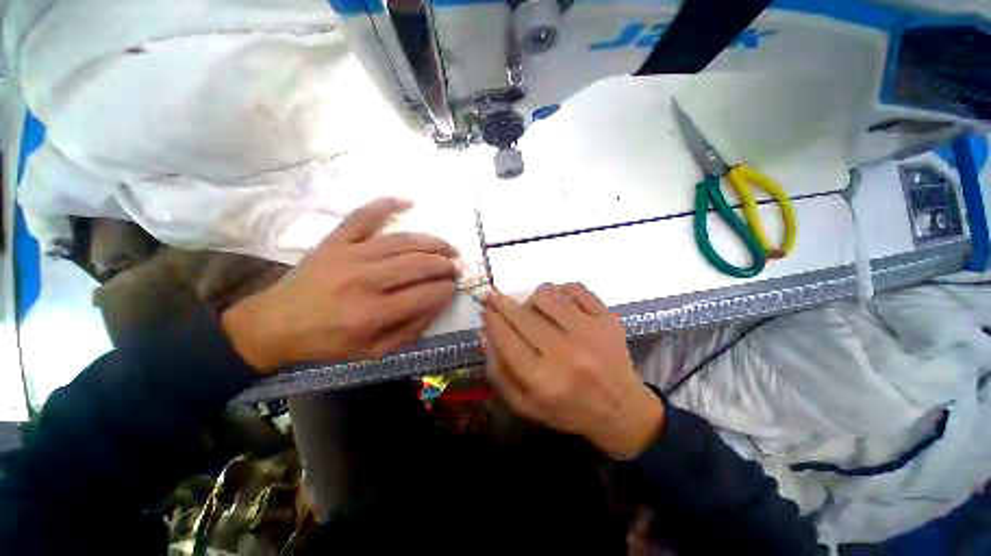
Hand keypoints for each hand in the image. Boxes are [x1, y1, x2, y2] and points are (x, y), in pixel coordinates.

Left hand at [222, 198, 459, 372]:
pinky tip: (407, 201)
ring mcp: (350, 254)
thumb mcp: (372, 351)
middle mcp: (365, 280)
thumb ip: (409, 331)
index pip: (425, 295)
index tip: (455, 288)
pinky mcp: (336, 240)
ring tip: (448, 247)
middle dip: (446, 265)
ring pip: (403, 241)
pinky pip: (363, 216)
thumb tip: (437, 305)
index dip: (446, 290)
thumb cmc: (327, 342)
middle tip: (456, 268)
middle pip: (419, 264)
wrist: (276, 323)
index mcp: (373, 313)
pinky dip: (386, 204)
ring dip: (433, 242)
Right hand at [481, 283, 663, 458]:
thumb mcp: (524, 403)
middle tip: (495, 296)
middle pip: (522, 314)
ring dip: (534, 298)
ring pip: (547, 294)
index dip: (491, 317)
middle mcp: (566, 353)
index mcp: (542, 380)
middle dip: (502, 302)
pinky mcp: (608, 319)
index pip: (506, 337)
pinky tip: (561, 305)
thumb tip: (484, 330)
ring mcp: (590, 332)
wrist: (620, 409)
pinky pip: (575, 288)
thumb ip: (498, 370)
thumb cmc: (567, 409)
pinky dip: (562, 291)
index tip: (485, 305)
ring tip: (537, 310)